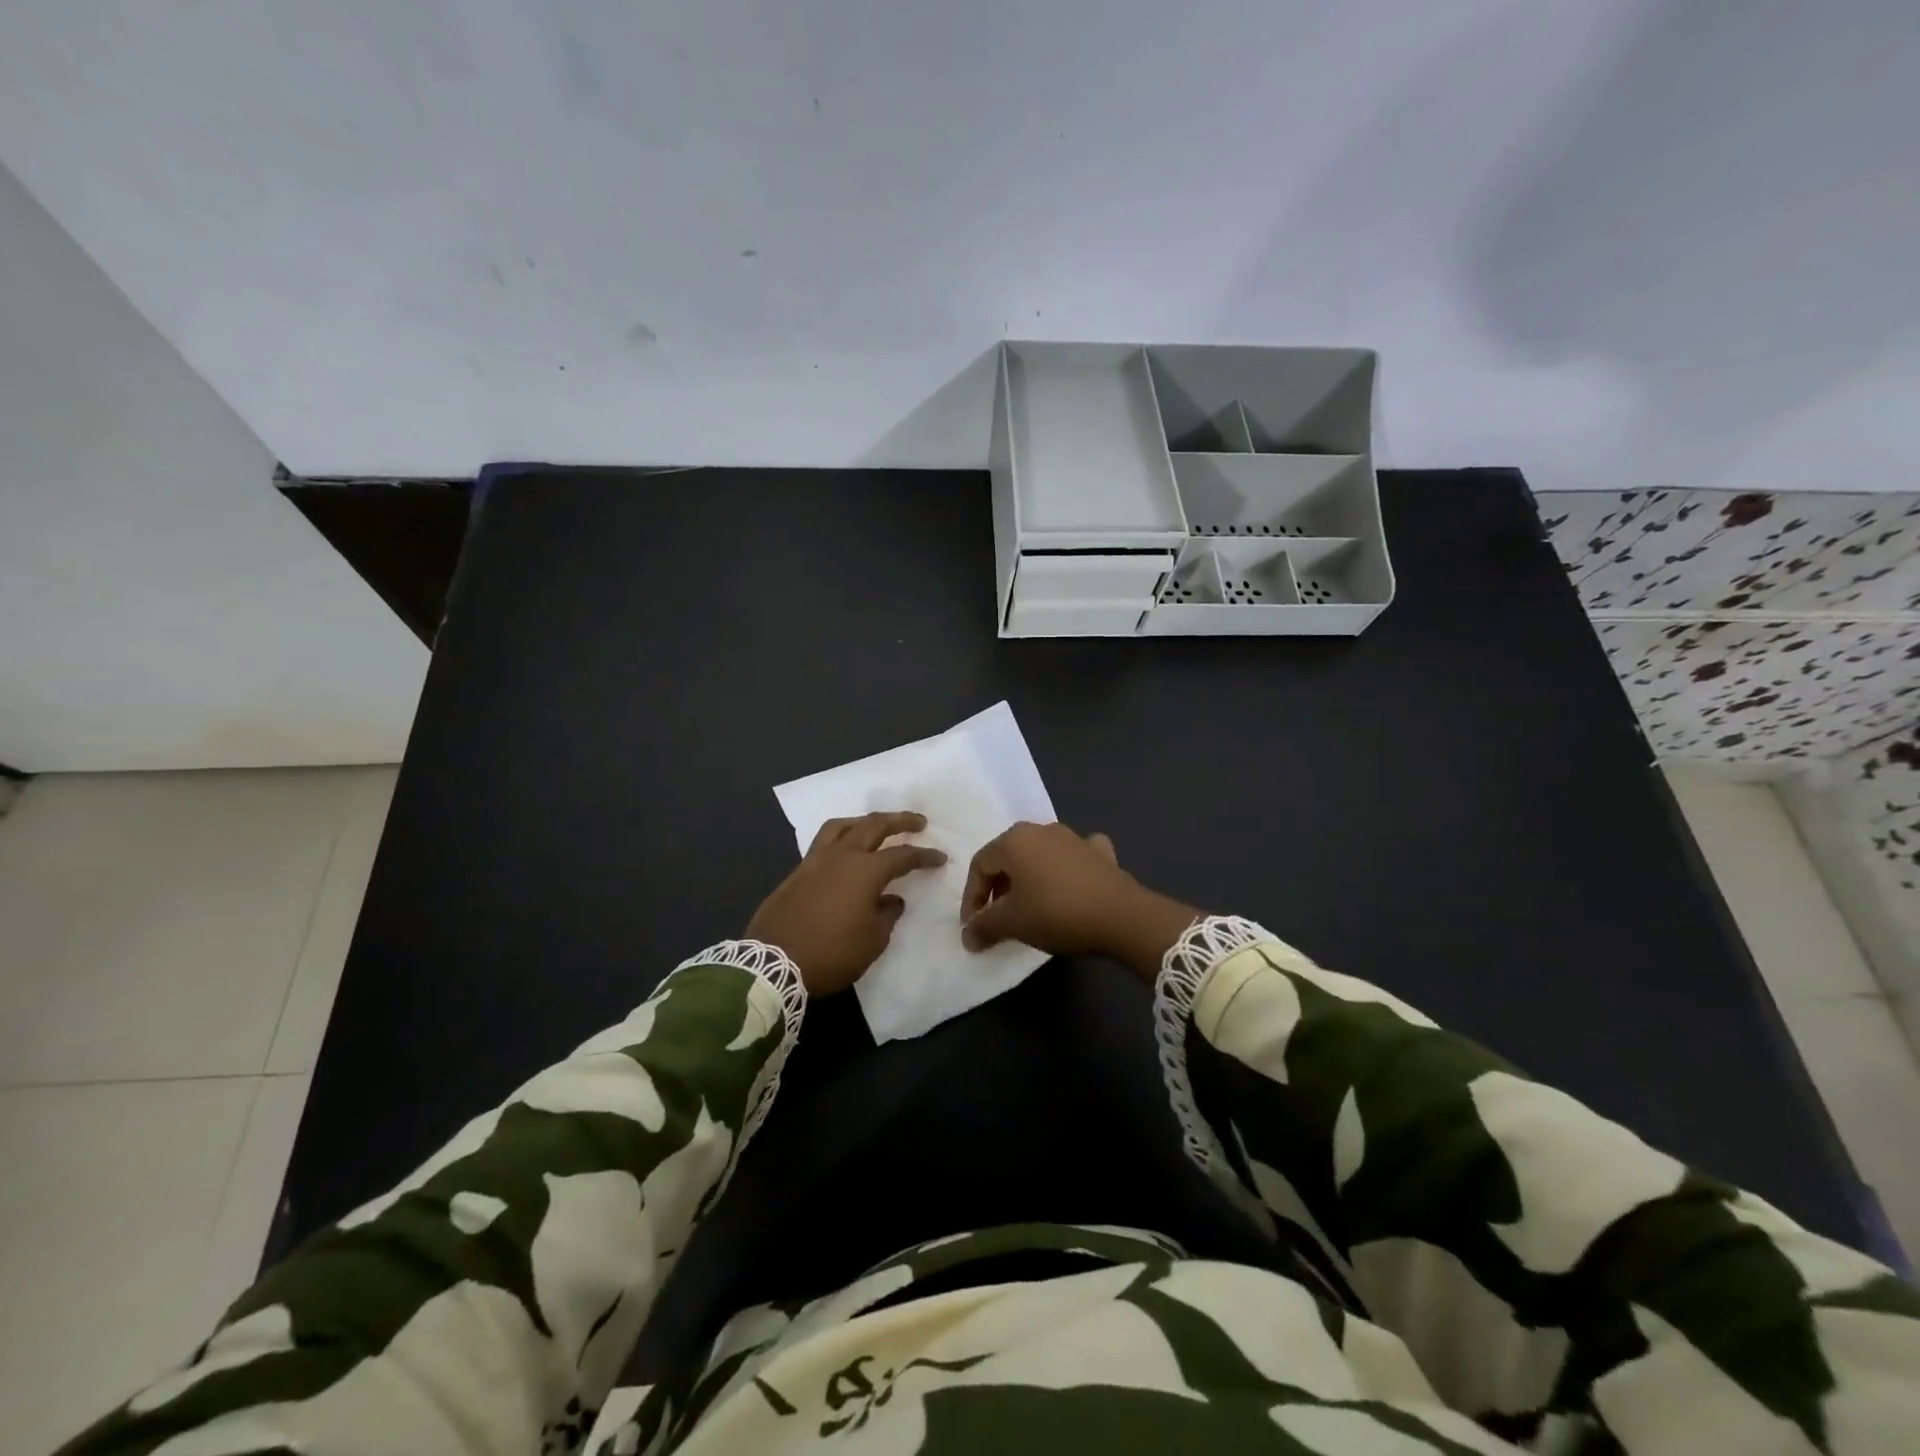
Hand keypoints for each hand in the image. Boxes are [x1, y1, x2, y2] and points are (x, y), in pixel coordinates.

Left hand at [746, 811, 947, 995]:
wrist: (773, 963)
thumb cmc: (831, 953)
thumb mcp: (872, 941)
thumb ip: (887, 915)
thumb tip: (891, 900)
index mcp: (865, 870)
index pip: (902, 856)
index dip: (924, 856)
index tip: (940, 857)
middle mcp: (841, 856)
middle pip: (873, 826)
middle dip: (899, 820)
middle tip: (917, 821)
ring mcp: (815, 861)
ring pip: (842, 826)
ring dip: (864, 822)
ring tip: (875, 826)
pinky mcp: (797, 872)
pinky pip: (823, 843)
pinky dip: (840, 838)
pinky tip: (845, 851)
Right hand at [960, 822, 1199, 981]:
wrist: (1121, 916)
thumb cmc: (1056, 913)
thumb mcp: (1013, 923)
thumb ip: (984, 926)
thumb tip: (967, 936)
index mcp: (1014, 841)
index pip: (980, 866)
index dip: (972, 898)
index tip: (974, 927)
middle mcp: (1041, 830)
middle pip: (1008, 857)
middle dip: (998, 888)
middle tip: (997, 918)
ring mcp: (1074, 838)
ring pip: (1040, 855)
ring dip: (1029, 879)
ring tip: (1029, 907)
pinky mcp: (1100, 853)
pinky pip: (1074, 857)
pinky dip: (1066, 870)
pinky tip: (1071, 885)